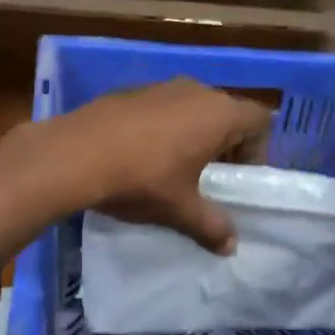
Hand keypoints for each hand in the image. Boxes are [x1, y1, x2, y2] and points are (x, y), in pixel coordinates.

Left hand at [48, 79, 271, 251]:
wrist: (74, 155)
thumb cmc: (142, 180)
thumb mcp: (181, 210)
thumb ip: (212, 226)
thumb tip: (230, 246)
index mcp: (219, 114)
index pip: (260, 121)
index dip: (258, 150)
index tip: (238, 179)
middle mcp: (195, 91)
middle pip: (226, 113)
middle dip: (225, 146)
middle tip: (210, 179)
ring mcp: (160, 87)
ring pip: (192, 109)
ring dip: (192, 136)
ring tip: (174, 171)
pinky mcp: (129, 91)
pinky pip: (161, 109)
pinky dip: (162, 129)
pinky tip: (140, 157)